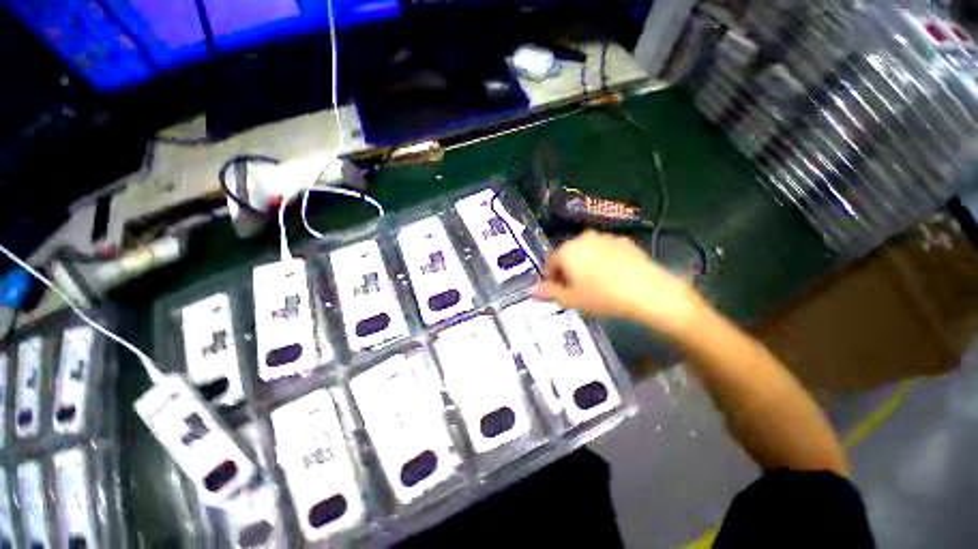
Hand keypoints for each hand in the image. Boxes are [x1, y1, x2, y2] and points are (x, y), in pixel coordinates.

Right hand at [532, 230, 706, 338]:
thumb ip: (549, 292)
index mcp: (567, 250)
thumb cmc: (602, 296)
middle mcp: (584, 238)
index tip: (558, 292)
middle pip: (568, 255)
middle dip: (568, 271)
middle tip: (576, 290)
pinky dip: (604, 262)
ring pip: (587, 252)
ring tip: (595, 285)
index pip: (550, 263)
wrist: (648, 291)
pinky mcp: (625, 242)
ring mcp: (606, 238)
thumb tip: (533, 290)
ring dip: (585, 266)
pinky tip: (613, 278)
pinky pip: (606, 252)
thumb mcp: (571, 299)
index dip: (551, 279)